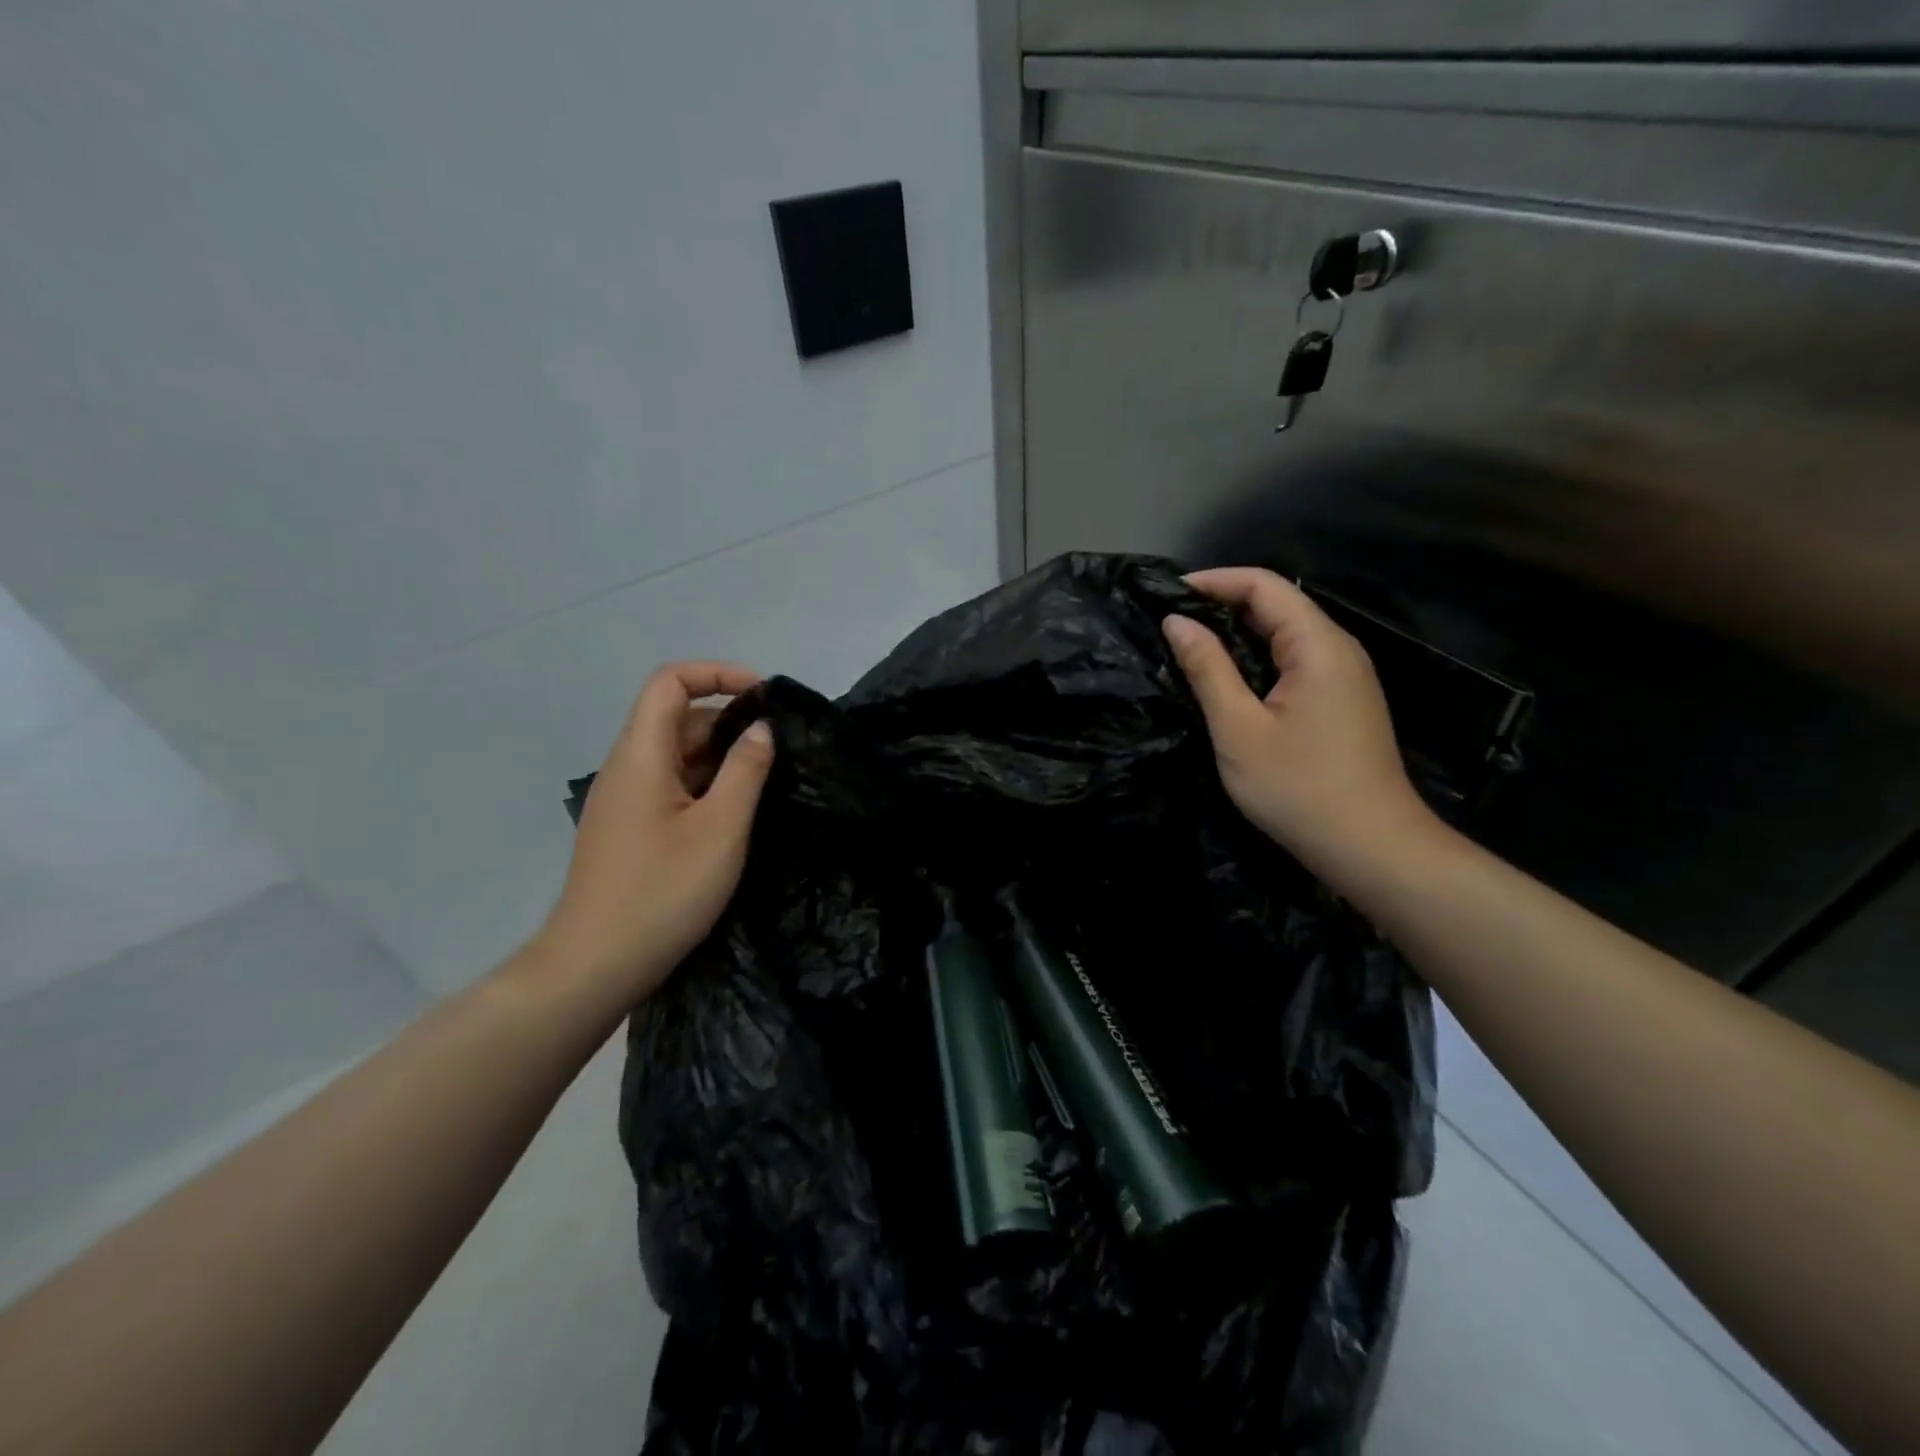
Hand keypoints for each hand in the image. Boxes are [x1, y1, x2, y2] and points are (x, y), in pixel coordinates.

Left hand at [532, 662, 774, 1009]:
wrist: (594, 966)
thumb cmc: (662, 892)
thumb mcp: (720, 829)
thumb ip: (745, 771)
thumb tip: (762, 729)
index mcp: (640, 755)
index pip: (669, 682)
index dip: (717, 674)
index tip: (763, 697)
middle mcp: (626, 767)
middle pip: (675, 717)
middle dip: (728, 720)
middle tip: (777, 748)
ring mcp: (625, 800)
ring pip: (675, 754)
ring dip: (719, 755)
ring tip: (765, 780)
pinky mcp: (630, 828)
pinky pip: (670, 785)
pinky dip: (705, 784)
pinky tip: (735, 812)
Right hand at [1162, 568, 1437, 882]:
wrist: (1370, 847)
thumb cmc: (1298, 787)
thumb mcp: (1238, 728)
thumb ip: (1207, 669)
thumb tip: (1176, 622)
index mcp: (1318, 646)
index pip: (1264, 585)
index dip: (1213, 582)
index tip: (1166, 596)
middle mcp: (1338, 649)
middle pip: (1278, 604)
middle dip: (1221, 604)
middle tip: (1169, 623)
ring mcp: (1345, 675)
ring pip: (1286, 633)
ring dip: (1237, 632)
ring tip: (1188, 646)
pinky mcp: (1342, 700)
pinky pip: (1295, 660)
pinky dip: (1256, 658)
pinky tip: (1227, 679)